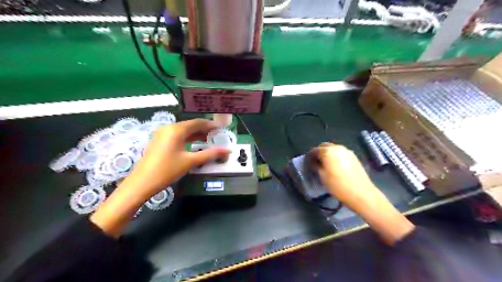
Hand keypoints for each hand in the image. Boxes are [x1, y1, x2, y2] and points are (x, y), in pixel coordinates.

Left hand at [126, 118, 229, 198]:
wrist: (142, 182)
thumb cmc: (168, 170)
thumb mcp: (191, 161)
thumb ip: (210, 154)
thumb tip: (227, 151)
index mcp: (176, 130)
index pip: (198, 122)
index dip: (211, 125)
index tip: (221, 129)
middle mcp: (169, 128)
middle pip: (190, 125)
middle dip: (204, 130)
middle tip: (217, 136)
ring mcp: (162, 133)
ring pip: (184, 130)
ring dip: (196, 134)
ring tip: (209, 140)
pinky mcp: (159, 140)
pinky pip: (177, 135)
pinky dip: (187, 138)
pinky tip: (194, 144)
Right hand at [312, 142, 385, 209]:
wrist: (361, 193)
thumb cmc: (338, 185)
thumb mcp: (322, 176)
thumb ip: (316, 166)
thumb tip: (314, 162)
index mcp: (328, 151)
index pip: (314, 150)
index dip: (309, 157)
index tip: (306, 163)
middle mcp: (337, 148)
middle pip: (324, 146)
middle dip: (318, 152)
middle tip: (315, 162)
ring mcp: (347, 151)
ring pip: (333, 149)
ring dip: (327, 154)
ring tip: (324, 164)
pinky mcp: (354, 156)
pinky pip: (340, 153)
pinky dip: (335, 156)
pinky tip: (335, 165)